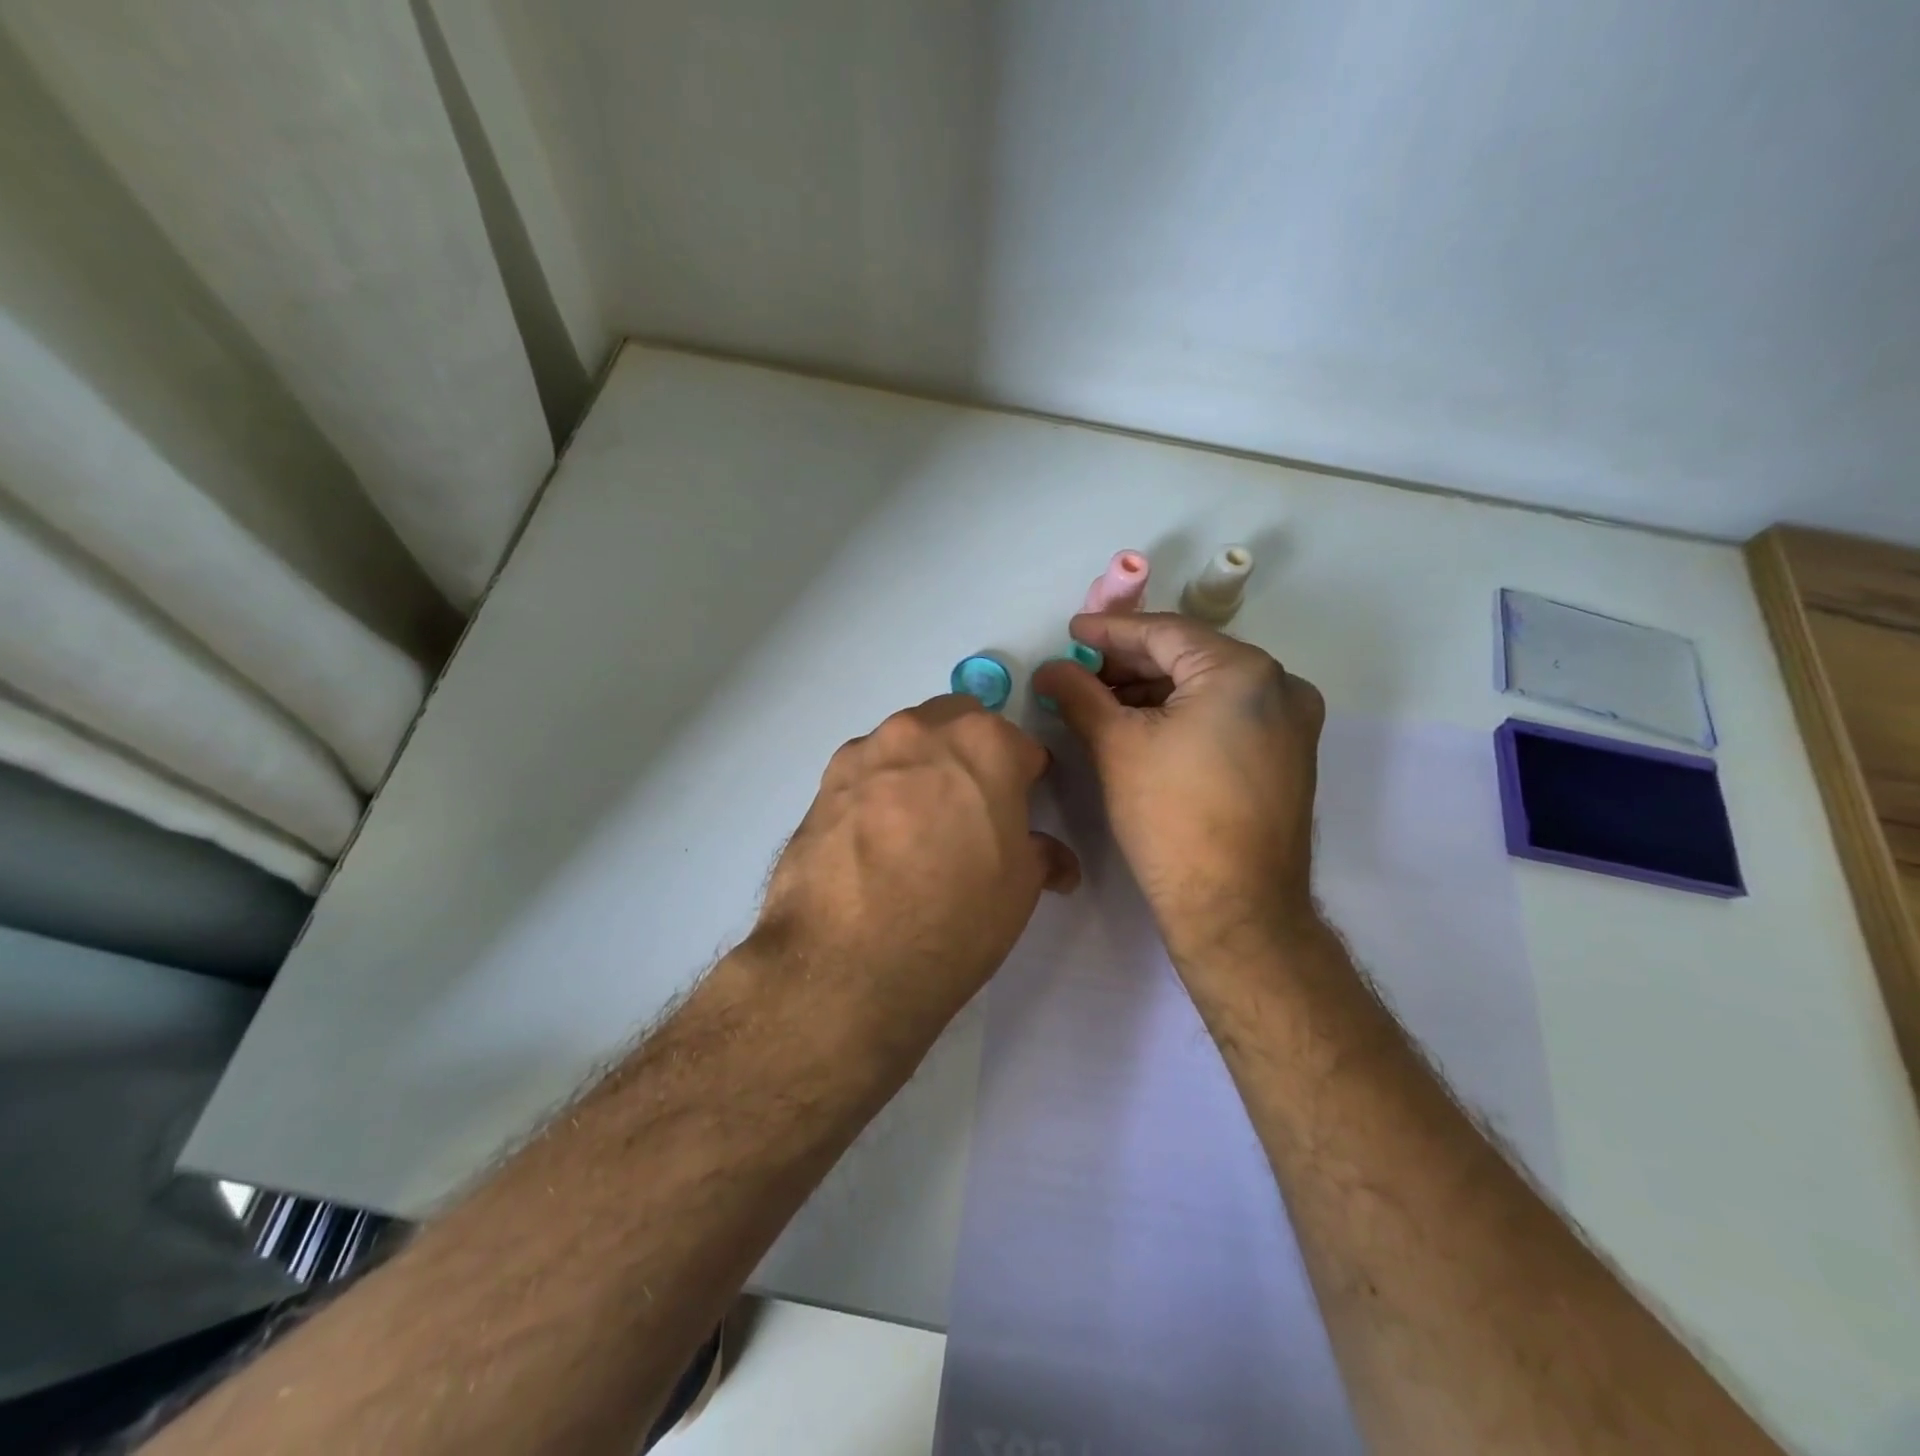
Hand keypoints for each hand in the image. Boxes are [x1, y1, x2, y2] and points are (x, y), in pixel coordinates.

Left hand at [754, 694, 1079, 1052]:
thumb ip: (1040, 855)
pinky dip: (878, 790)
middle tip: (971, 809)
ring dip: (921, 766)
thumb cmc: (955, 918)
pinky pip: (865, 772)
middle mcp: (920, 731)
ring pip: (906, 742)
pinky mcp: (823, 784)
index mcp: (984, 744)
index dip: (1027, 779)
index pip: (1021, 746)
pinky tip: (875, 840)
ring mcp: (865, 753)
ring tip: (917, 827)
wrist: (846, 964)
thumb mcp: (1019, 889)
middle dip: (971, 754)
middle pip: (958, 723)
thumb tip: (1054, 859)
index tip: (1021, 810)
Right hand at [1031, 613, 1324, 976]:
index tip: (1071, 634)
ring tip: (1102, 703)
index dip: (1110, 632)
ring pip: (1209, 686)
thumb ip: (1079, 694)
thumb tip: (1050, 669)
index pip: (1164, 633)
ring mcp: (1291, 722)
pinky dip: (1184, 714)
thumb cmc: (1171, 818)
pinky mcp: (1288, 754)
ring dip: (1154, 690)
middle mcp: (1280, 685)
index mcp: (1243, 671)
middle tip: (1080, 674)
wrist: (1234, 908)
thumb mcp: (1116, 746)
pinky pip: (1228, 714)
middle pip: (1189, 656)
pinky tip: (1143, 726)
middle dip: (1130, 664)